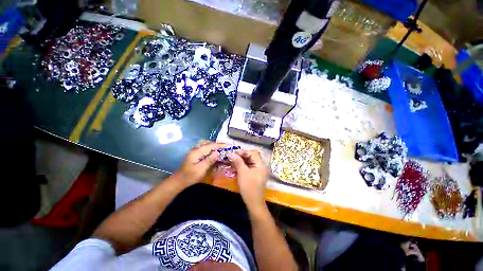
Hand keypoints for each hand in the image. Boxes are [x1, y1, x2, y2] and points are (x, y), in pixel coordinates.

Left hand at [177, 142, 224, 186]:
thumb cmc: (190, 176)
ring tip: (222, 149)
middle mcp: (196, 149)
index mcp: (196, 152)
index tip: (228, 145)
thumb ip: (209, 160)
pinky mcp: (196, 154)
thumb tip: (217, 152)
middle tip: (226, 147)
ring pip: (207, 145)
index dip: (219, 145)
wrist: (179, 181)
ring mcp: (195, 152)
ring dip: (215, 147)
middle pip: (208, 143)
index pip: (210, 146)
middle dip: (217, 145)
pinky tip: (215, 153)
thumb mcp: (201, 169)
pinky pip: (205, 149)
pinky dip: (211, 150)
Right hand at [228, 150, 268, 210]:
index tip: (234, 153)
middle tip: (232, 156)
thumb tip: (231, 153)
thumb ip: (237, 161)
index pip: (253, 153)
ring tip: (232, 161)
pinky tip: (234, 167)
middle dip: (241, 156)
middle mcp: (260, 166)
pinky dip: (242, 167)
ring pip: (248, 162)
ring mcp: (258, 171)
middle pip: (251, 157)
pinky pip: (248, 168)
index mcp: (260, 164)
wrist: (253, 202)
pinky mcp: (254, 175)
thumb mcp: (242, 172)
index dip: (243, 152)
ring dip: (240, 161)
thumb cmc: (249, 186)